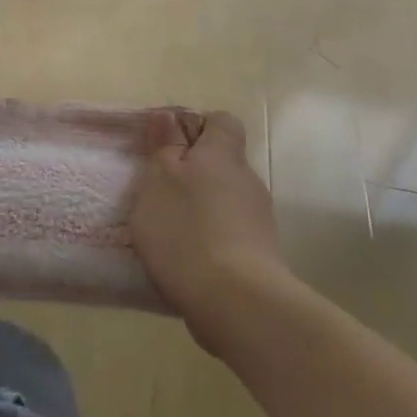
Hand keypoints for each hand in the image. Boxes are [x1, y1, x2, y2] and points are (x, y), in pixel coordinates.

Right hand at [130, 110, 290, 354]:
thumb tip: (169, 116)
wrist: (234, 301)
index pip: (221, 122)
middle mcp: (247, 180)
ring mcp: (257, 219)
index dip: (196, 126)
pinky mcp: (258, 255)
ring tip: (167, 230)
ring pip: (224, 199)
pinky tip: (185, 258)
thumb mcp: (160, 179)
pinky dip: (208, 238)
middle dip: (192, 172)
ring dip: (199, 208)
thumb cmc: (187, 229)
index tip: (167, 145)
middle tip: (157, 191)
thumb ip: (165, 146)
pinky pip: (229, 232)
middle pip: (222, 163)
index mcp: (223, 155)